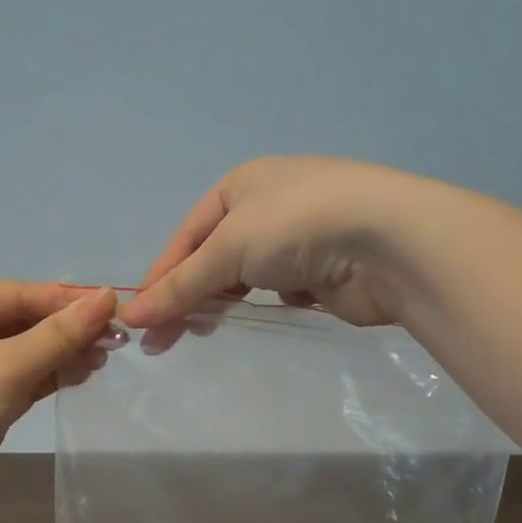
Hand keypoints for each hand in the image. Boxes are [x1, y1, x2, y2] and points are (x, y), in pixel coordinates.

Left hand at [0, 281, 117, 474]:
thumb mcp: (5, 366)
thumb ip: (58, 334)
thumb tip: (107, 296)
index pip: (19, 294)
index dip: (66, 301)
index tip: (113, 309)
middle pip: (25, 320)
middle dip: (68, 330)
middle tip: (115, 340)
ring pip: (28, 350)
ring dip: (64, 353)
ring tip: (103, 359)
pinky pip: (23, 377)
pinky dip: (51, 375)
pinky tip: (82, 374)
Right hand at [120, 156, 430, 328]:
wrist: (389, 242)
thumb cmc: (295, 226)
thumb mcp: (227, 249)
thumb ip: (181, 284)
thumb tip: (132, 315)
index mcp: (241, 185)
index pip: (186, 234)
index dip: (161, 274)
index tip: (139, 316)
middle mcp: (268, 206)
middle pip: (214, 255)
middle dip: (190, 293)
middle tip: (166, 337)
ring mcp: (300, 238)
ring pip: (247, 275)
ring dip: (226, 301)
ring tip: (206, 331)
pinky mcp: (325, 270)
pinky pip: (281, 291)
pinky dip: (269, 303)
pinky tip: (264, 317)